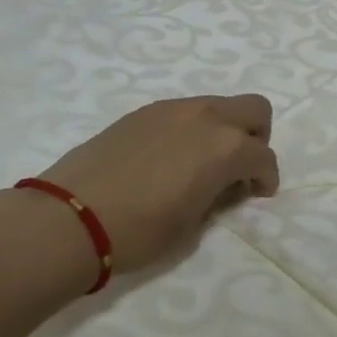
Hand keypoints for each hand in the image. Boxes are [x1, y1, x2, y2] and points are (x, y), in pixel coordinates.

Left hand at [33, 94, 278, 274]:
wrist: (70, 216)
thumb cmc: (139, 231)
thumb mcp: (192, 225)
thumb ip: (217, 197)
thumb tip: (221, 186)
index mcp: (226, 148)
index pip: (264, 156)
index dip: (266, 178)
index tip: (257, 194)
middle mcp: (206, 117)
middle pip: (254, 109)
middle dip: (256, 137)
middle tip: (239, 168)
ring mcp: (172, 109)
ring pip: (217, 106)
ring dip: (222, 130)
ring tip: (200, 164)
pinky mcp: (143, 112)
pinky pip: (183, 112)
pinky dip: (191, 130)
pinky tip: (168, 159)